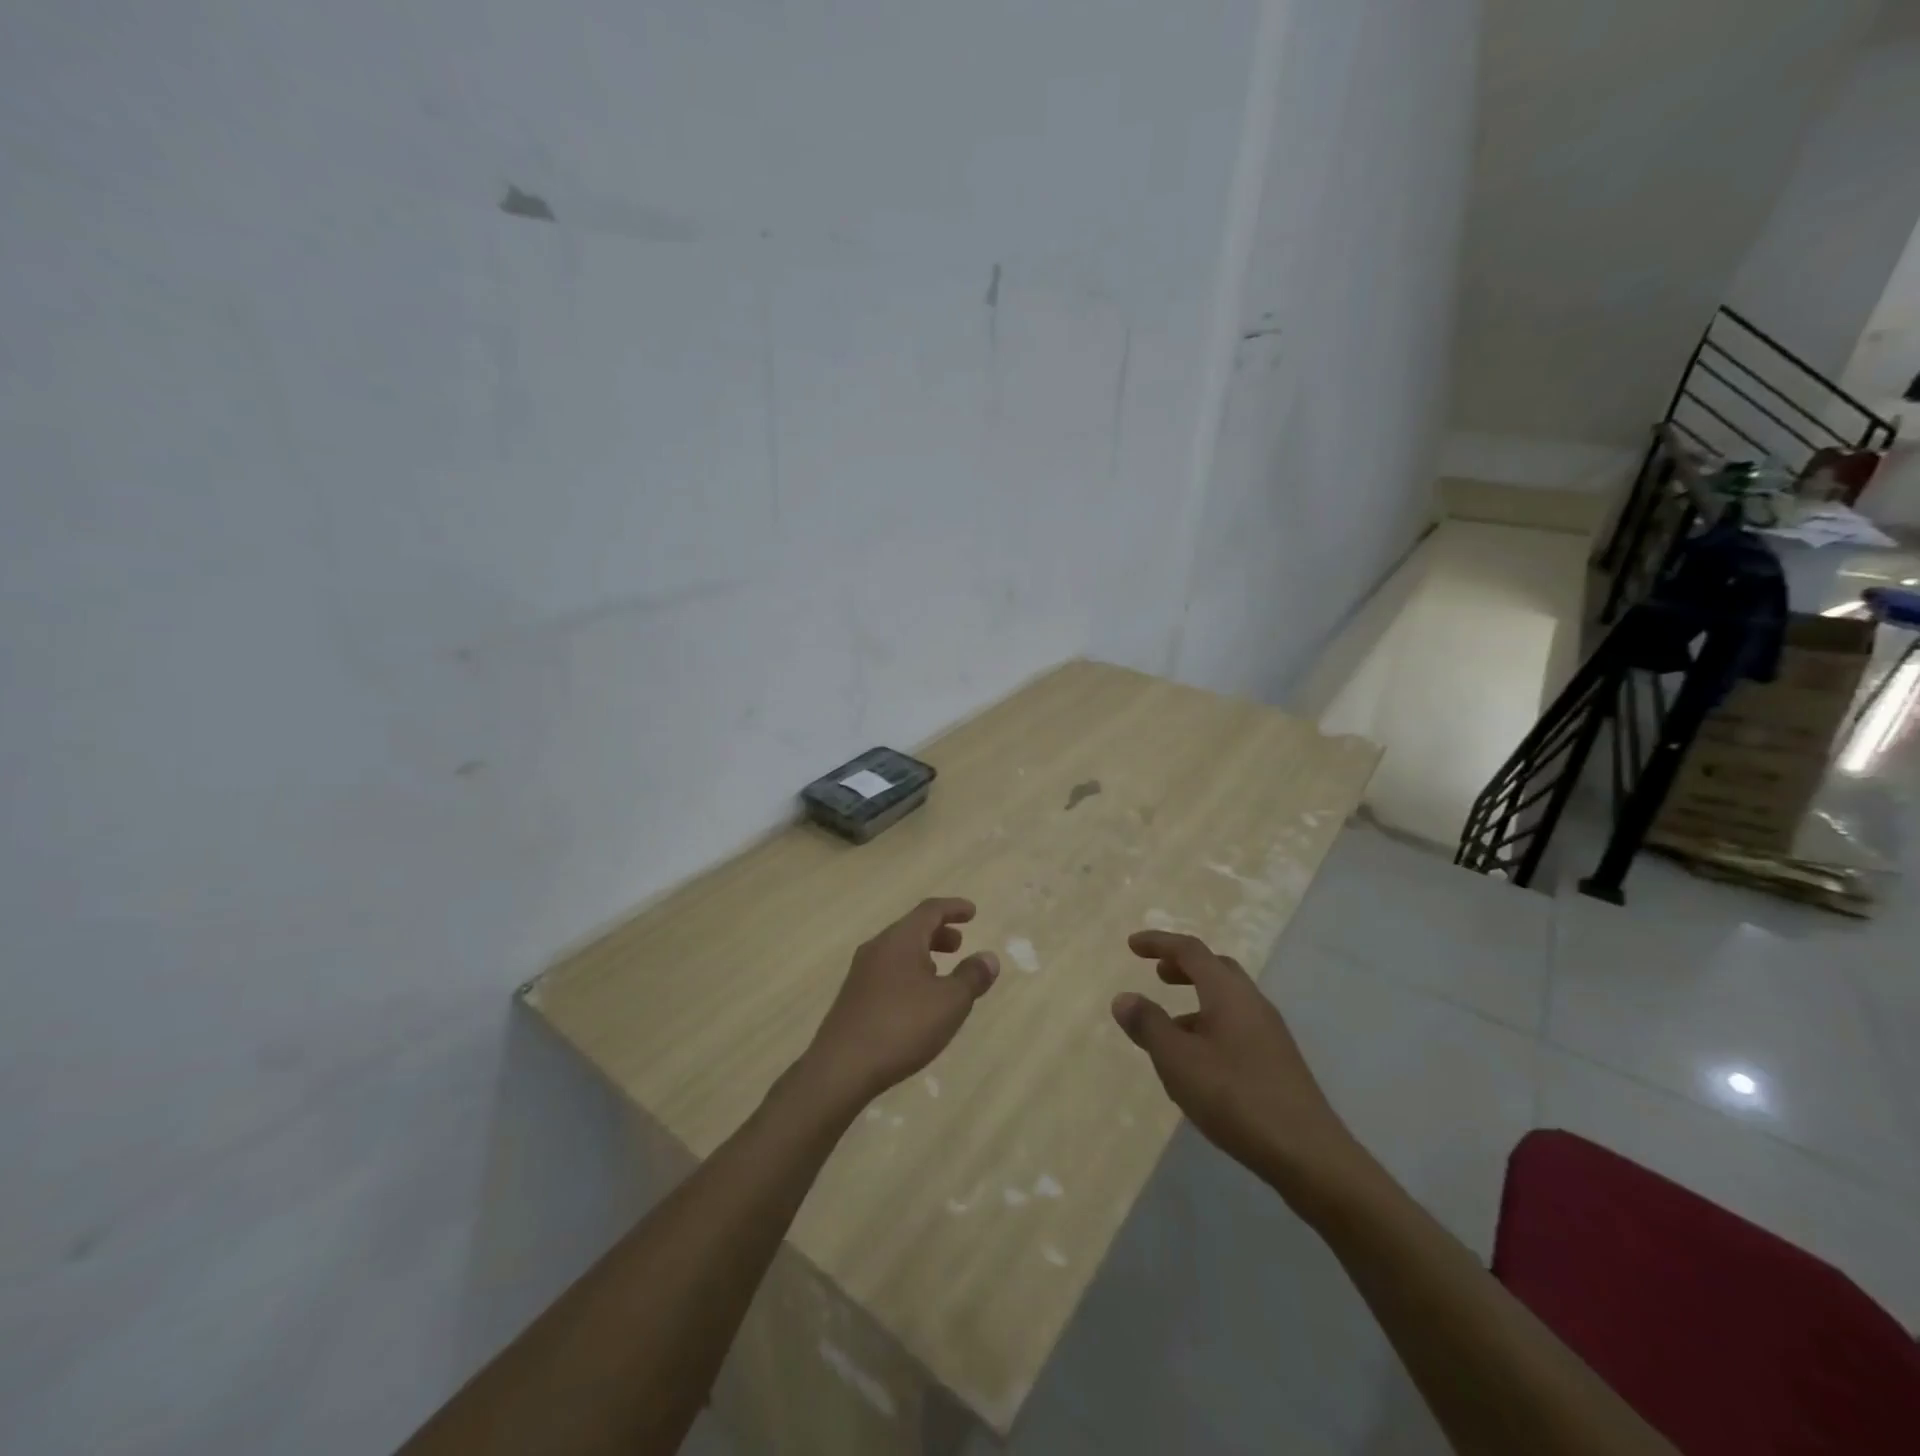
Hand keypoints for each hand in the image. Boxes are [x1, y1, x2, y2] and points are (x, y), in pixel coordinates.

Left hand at [802, 897, 999, 1109]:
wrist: (841, 1068)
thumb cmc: (902, 1026)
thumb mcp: (949, 1002)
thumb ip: (971, 977)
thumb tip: (988, 957)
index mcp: (900, 940)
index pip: (930, 910)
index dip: (953, 908)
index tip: (972, 911)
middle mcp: (877, 948)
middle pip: (911, 928)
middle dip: (938, 932)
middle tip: (960, 944)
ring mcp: (861, 973)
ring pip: (898, 951)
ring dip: (923, 954)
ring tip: (942, 972)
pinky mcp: (853, 997)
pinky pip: (887, 971)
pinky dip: (908, 972)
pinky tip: (916, 999)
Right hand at [1112, 930, 1362, 1199]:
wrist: (1309, 1156)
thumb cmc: (1236, 1097)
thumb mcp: (1178, 1060)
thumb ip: (1148, 1025)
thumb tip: (1123, 997)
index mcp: (1228, 992)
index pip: (1190, 951)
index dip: (1159, 943)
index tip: (1132, 945)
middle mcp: (1252, 1003)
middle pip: (1216, 969)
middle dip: (1184, 966)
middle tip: (1157, 974)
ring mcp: (1270, 1033)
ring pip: (1228, 999)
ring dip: (1196, 999)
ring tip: (1169, 1025)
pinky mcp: (1277, 1062)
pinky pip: (1237, 1026)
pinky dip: (1211, 1025)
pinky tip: (1198, 1062)